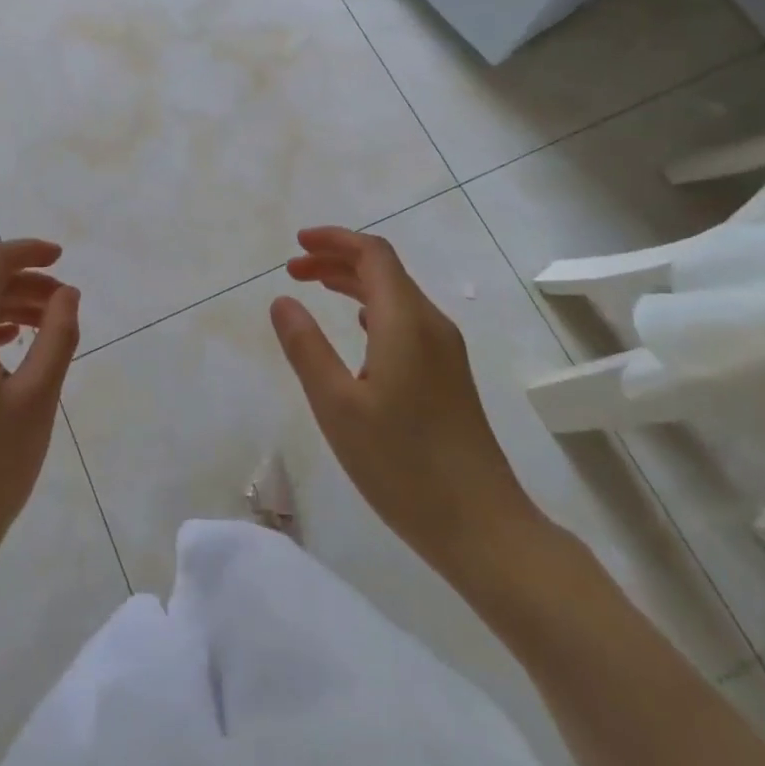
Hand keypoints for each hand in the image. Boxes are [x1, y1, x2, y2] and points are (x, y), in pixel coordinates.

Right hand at [270, 227, 547, 586]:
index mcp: (406, 321)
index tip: (296, 244)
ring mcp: (446, 351)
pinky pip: (407, 320)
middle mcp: (431, 324)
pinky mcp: (450, 375)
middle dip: (338, 260)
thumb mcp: (337, 406)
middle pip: (385, 270)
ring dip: (355, 283)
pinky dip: (374, 308)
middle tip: (294, 269)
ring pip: (397, 295)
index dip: (334, 240)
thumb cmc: (401, 465)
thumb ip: (306, 348)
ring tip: (316, 288)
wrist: (481, 525)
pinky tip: (360, 329)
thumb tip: (282, 300)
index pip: (373, 254)